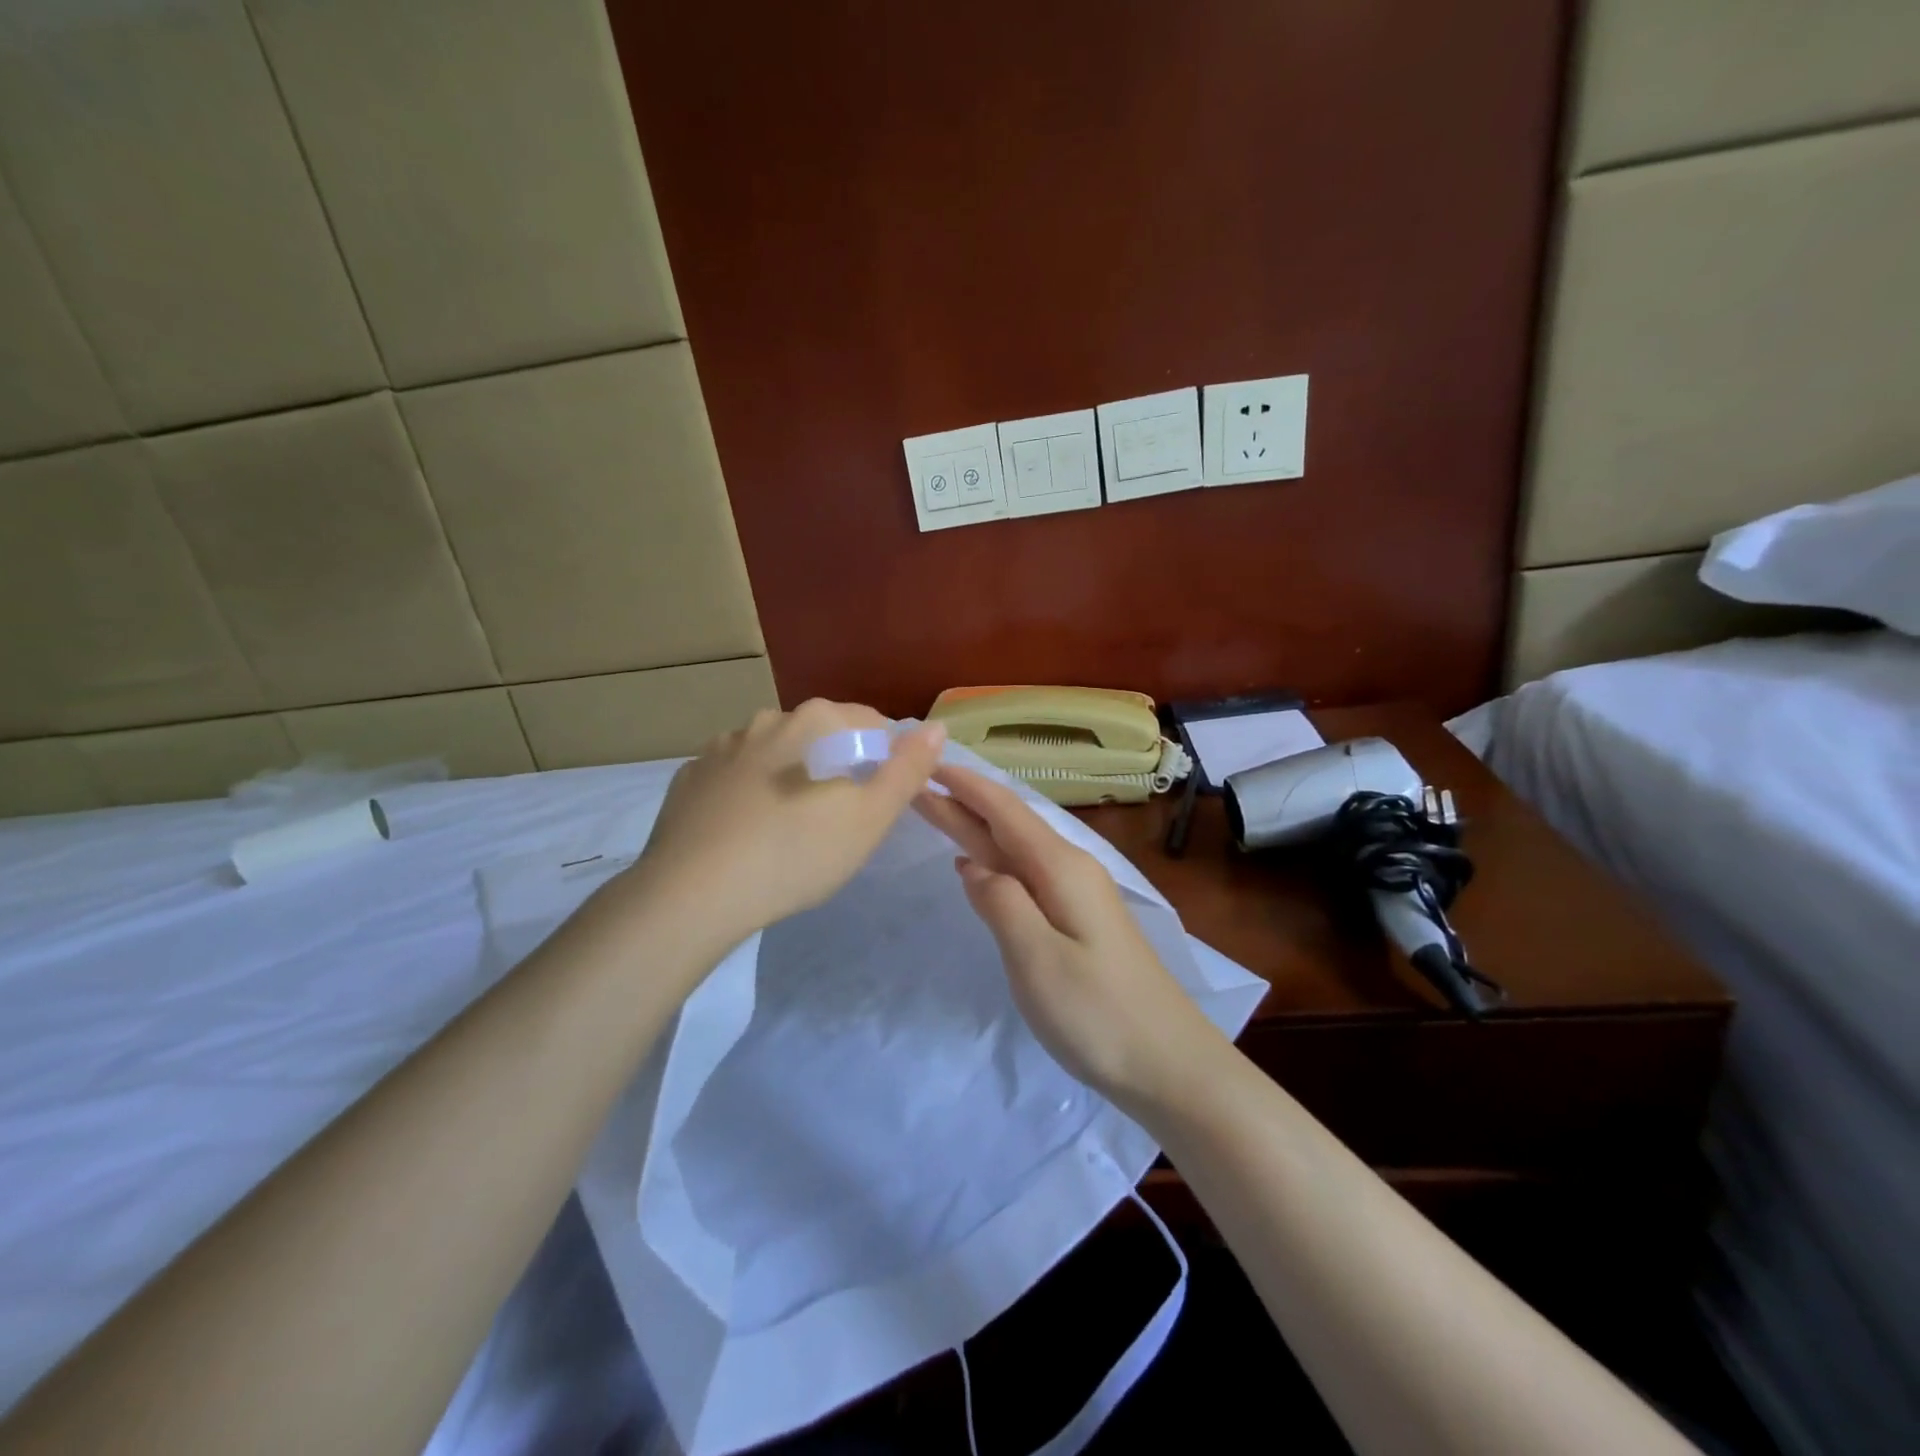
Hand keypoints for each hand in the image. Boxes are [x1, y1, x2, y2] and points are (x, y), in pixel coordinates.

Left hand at [619, 700, 946, 952]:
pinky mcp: (690, 777)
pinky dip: (749, 792)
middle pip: (820, 735)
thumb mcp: (870, 818)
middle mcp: (767, 719)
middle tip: (840, 818)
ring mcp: (721, 746)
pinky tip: (747, 831)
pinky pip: (734, 776)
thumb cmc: (796, 853)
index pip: (870, 722)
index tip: (883, 797)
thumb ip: (908, 769)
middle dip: (838, 765)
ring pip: (774, 753)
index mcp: (815, 722)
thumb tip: (935, 727)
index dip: (887, 756)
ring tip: (791, 826)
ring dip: (791, 776)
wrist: (693, 893)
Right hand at [914, 764, 1229, 1110]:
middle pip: (1008, 826)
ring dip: (976, 830)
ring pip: (1016, 850)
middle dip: (962, 804)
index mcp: (1061, 869)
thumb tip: (972, 864)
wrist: (1171, 1065)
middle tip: (914, 786)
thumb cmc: (1100, 1014)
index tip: (926, 764)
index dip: (966, 787)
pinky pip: (1027, 876)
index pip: (1005, 811)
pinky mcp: (1080, 922)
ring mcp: (1078, 896)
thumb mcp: (1038, 960)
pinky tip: (979, 866)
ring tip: (937, 814)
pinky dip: (995, 863)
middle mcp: (1071, 870)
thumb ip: (1001, 904)